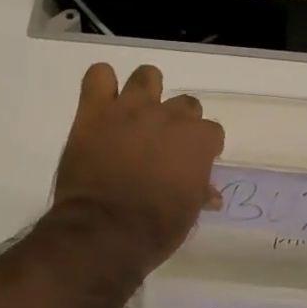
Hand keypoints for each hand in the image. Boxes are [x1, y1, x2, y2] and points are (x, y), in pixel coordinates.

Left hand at [52, 64, 225, 272]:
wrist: (104, 231)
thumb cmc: (154, 229)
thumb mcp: (187, 215)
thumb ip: (198, 193)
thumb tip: (210, 193)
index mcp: (197, 141)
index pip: (211, 132)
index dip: (202, 148)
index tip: (191, 163)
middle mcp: (168, 116)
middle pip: (184, 104)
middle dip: (177, 122)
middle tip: (161, 145)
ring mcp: (130, 109)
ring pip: (147, 76)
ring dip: (145, 92)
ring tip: (134, 115)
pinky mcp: (95, 110)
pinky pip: (99, 76)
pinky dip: (101, 85)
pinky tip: (102, 104)